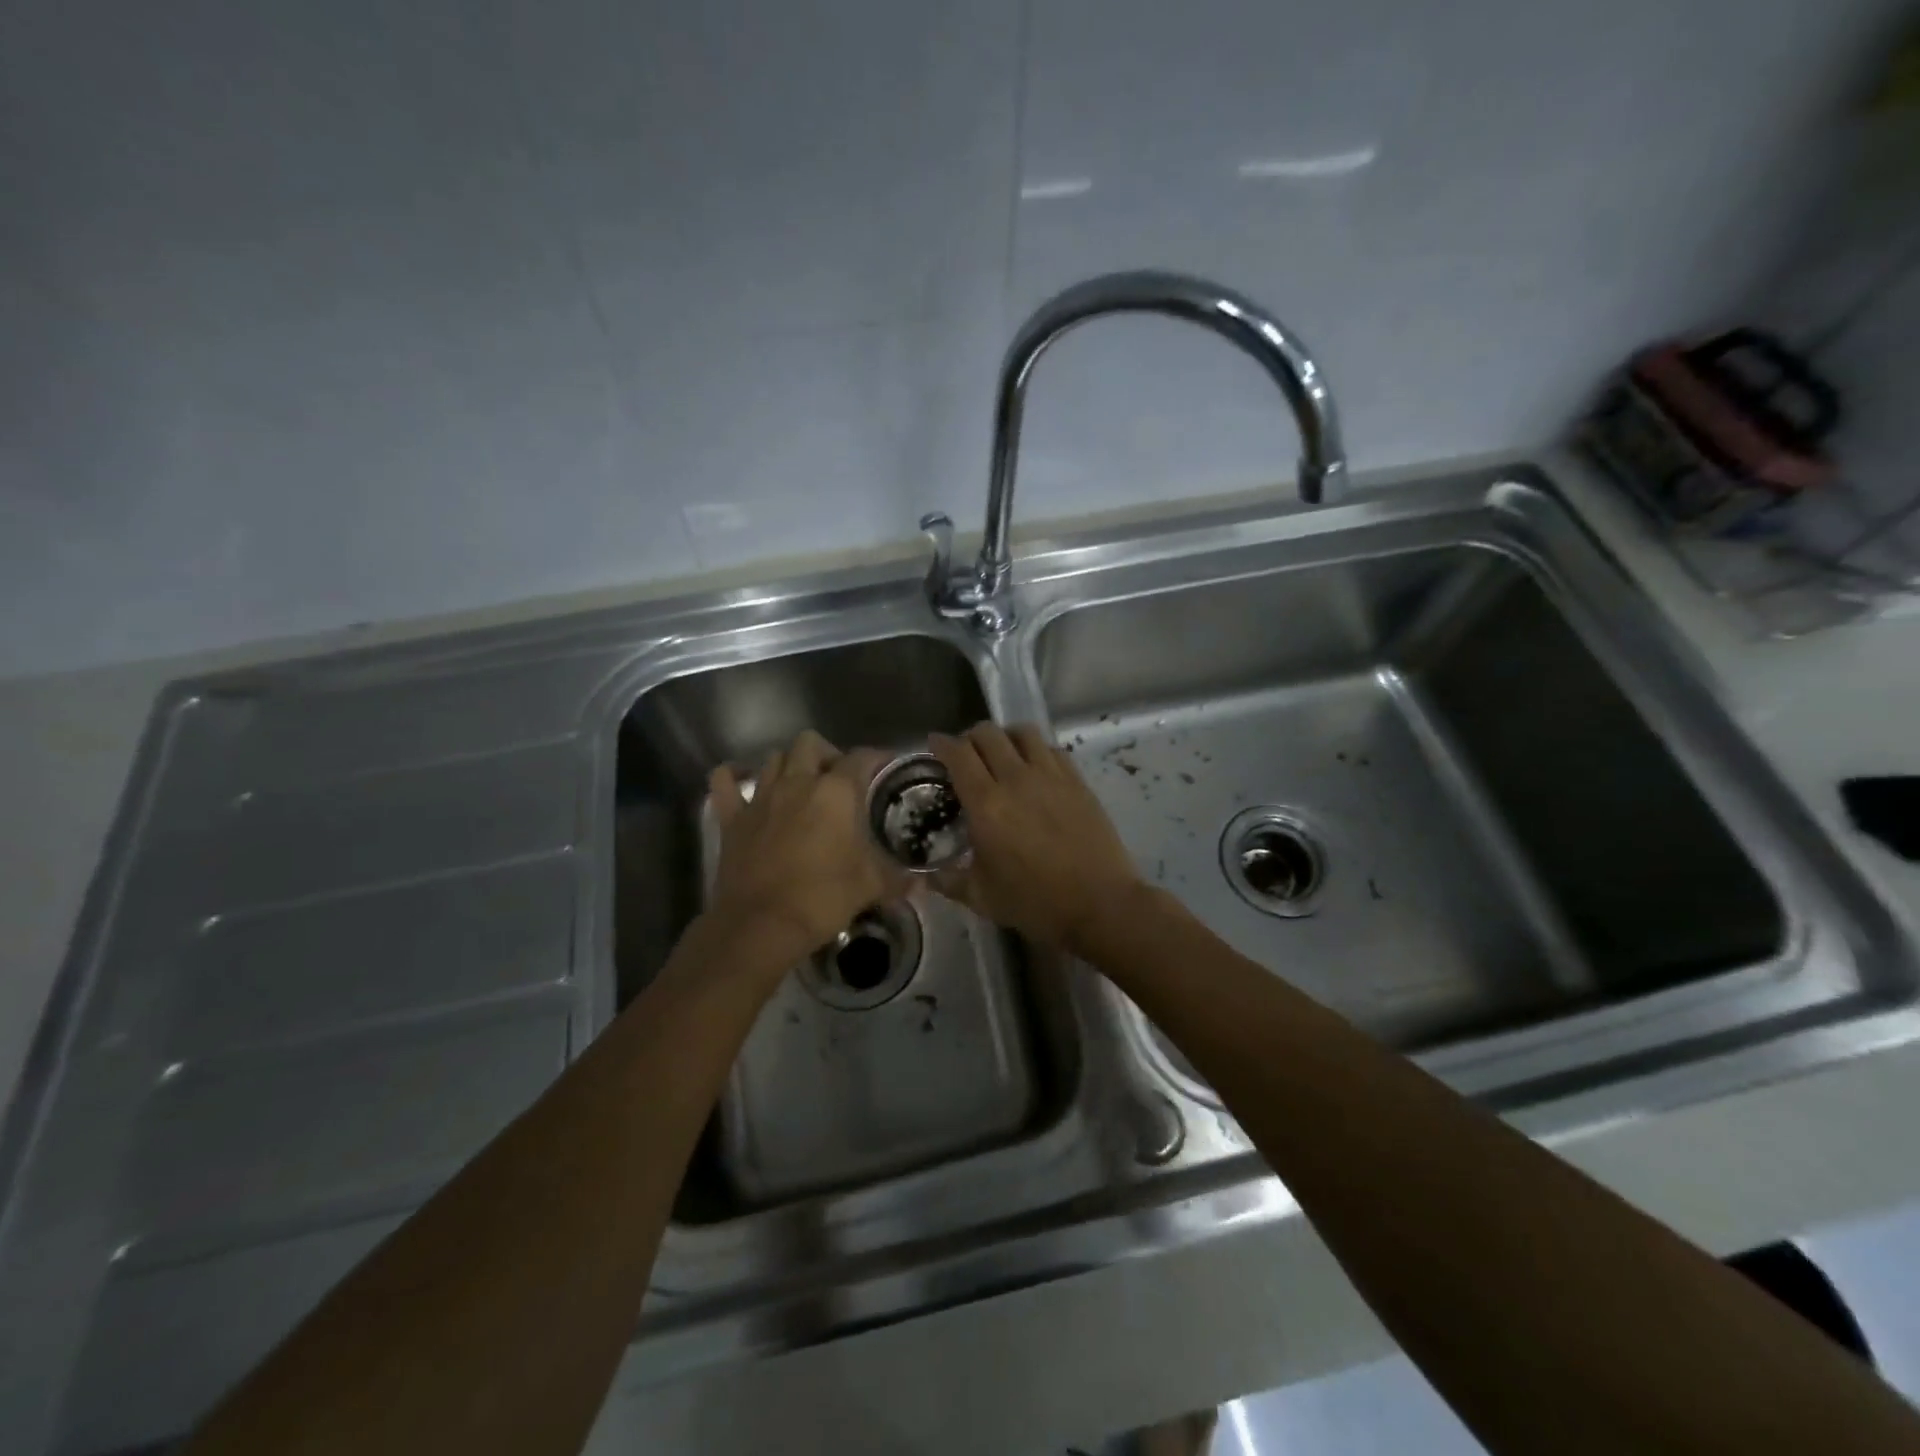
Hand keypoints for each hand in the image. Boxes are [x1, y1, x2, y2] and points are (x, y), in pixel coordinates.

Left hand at [707, 731, 906, 967]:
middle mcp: (798, 782)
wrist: (761, 925)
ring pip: (773, 758)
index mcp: (836, 792)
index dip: (876, 758)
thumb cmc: (822, 898)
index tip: (885, 768)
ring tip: (800, 785)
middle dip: (827, 754)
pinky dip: (733, 777)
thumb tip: (921, 883)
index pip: (861, 757)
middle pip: (811, 744)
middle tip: (837, 780)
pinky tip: (743, 783)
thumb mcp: (871, 886)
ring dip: (789, 764)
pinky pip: (725, 781)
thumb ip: (898, 878)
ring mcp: (761, 797)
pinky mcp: (732, 817)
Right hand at [928, 722, 1145, 953]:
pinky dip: (1036, 750)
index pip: (958, 754)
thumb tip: (927, 875)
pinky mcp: (1077, 781)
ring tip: (1001, 753)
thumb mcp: (982, 897)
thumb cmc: (1036, 903)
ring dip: (1005, 736)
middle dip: (970, 737)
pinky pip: (1052, 749)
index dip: (941, 744)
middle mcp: (1016, 779)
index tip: (934, 745)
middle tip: (966, 755)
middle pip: (989, 733)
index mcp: (986, 804)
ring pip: (1023, 732)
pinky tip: (1034, 769)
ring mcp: (1051, 776)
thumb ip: (948, 881)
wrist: (1100, 904)